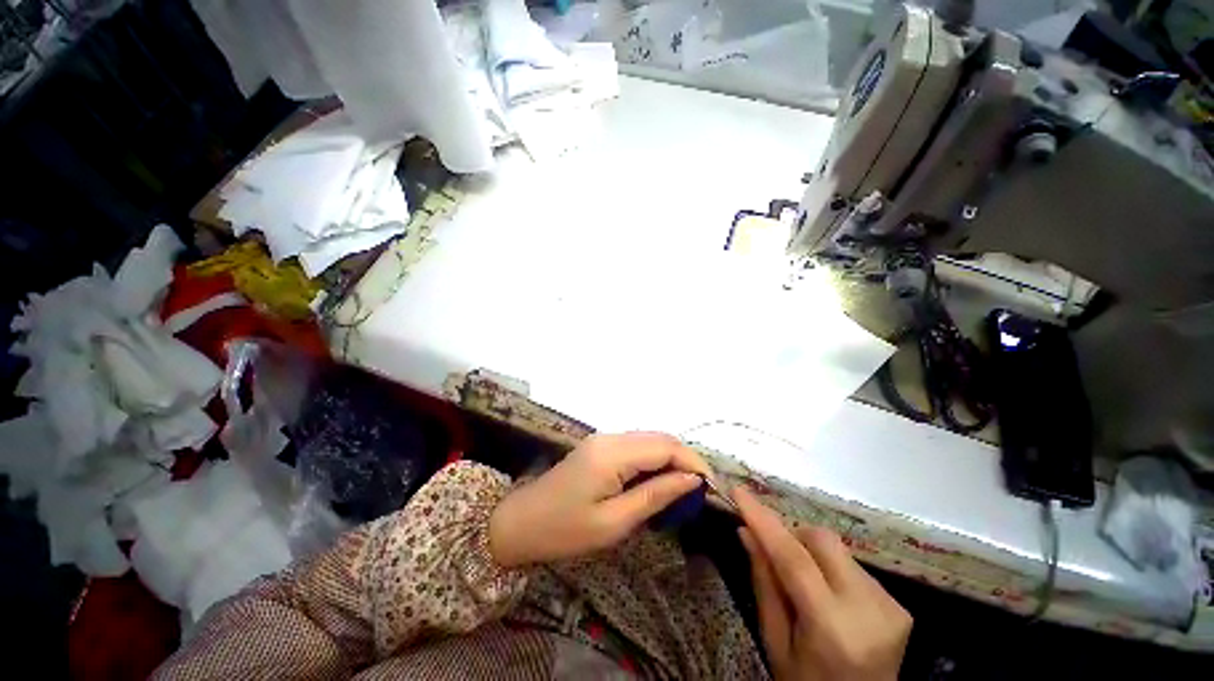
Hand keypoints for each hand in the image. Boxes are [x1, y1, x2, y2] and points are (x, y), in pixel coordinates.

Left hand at [489, 432, 709, 567]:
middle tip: (699, 491)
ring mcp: (603, 439)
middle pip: (659, 437)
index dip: (692, 461)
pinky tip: (657, 481)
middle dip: (684, 459)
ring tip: (682, 490)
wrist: (519, 523)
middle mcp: (610, 437)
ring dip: (670, 459)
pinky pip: (635, 446)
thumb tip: (692, 480)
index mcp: (612, 453)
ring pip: (649, 439)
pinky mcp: (600, 446)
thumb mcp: (614, 522)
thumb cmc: (565, 531)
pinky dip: (653, 460)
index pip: (665, 445)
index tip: (711, 487)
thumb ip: (655, 495)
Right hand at [734, 487, 911, 680]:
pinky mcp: (899, 605)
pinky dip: (831, 569)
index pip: (793, 558)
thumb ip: (764, 584)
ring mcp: (890, 606)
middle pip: (821, 540)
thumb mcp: (776, 642)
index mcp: (832, 628)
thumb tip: (746, 532)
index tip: (739, 492)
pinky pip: (852, 565)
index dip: (764, 520)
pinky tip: (829, 597)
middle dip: (792, 536)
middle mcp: (868, 610)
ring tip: (805, 585)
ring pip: (837, 549)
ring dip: (811, 554)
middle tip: (774, 554)